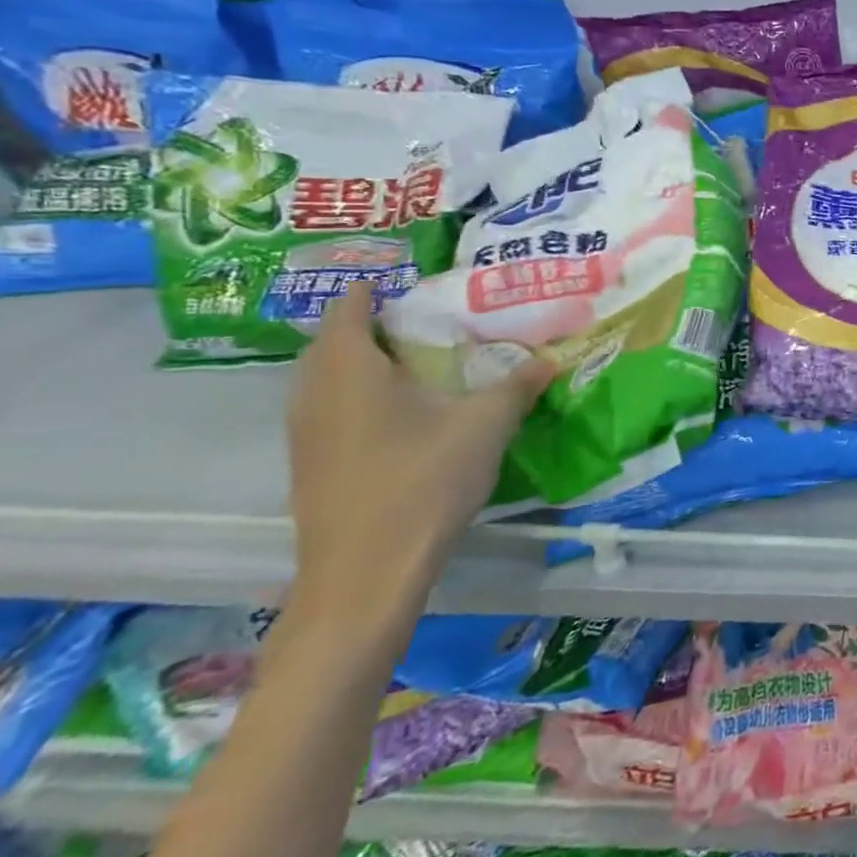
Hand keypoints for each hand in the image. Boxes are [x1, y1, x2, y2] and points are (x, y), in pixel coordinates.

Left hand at [285, 281, 552, 641]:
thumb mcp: (485, 425)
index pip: (349, 308)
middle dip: (372, 325)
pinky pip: (328, 409)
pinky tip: (399, 415)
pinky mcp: (310, 465)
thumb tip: (551, 359)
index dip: (374, 289)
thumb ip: (518, 386)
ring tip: (415, 363)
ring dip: (362, 363)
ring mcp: (305, 433)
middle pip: (333, 341)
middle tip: (424, 321)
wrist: (366, 574)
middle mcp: (314, 393)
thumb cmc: (423, 481)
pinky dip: (357, 396)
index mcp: (350, 369)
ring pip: (326, 378)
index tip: (411, 283)